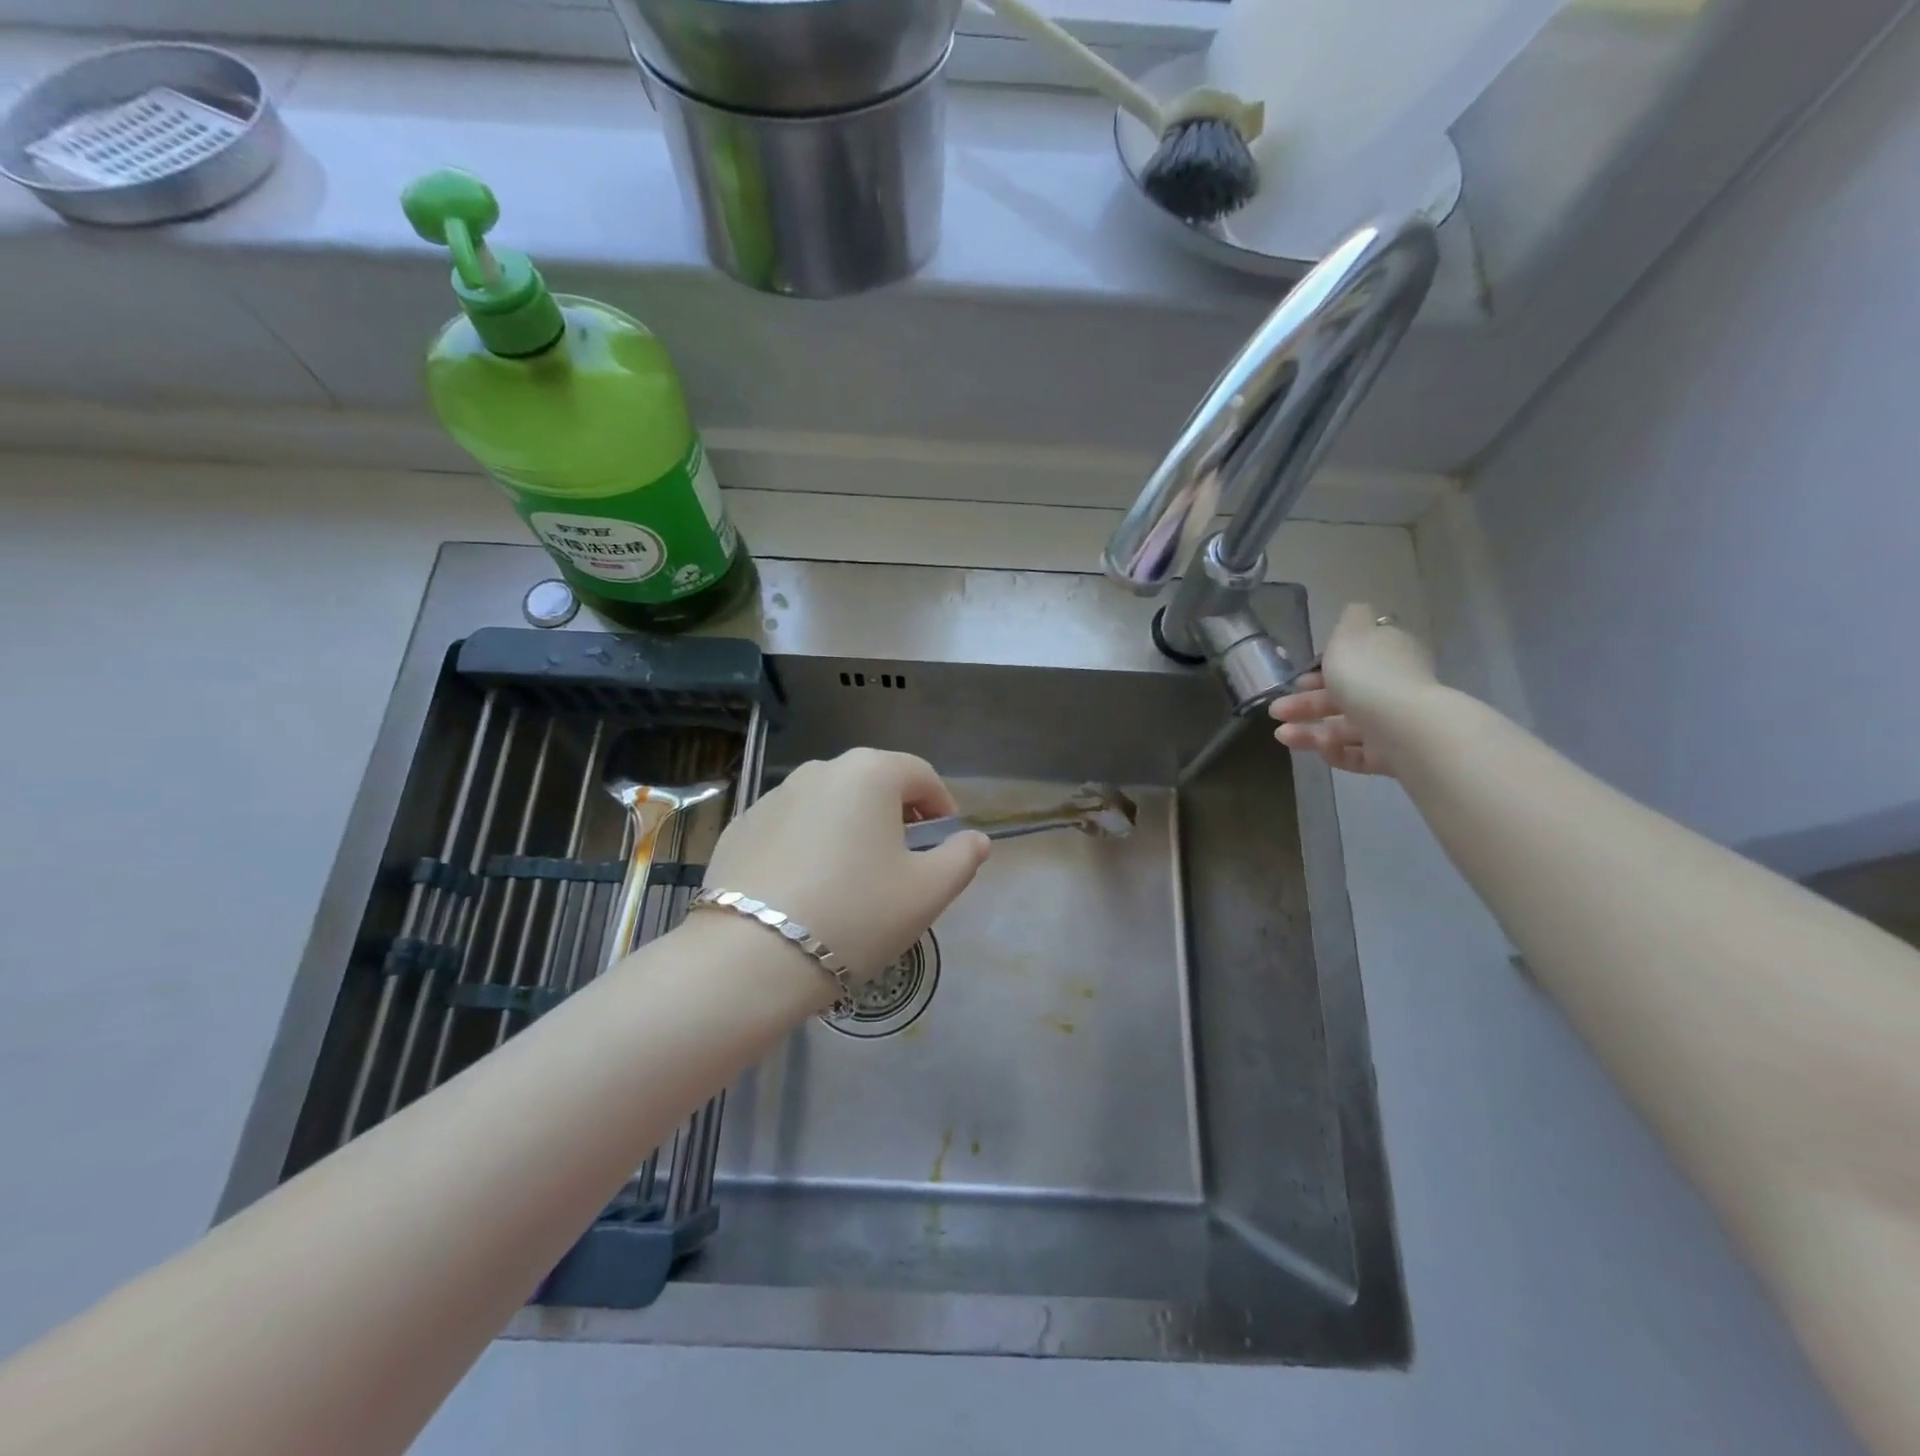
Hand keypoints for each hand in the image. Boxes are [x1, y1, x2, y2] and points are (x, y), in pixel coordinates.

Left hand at [703, 749, 991, 983]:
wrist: (751, 957)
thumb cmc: (856, 915)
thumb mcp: (927, 893)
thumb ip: (962, 858)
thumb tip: (975, 840)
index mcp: (869, 773)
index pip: (922, 776)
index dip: (943, 808)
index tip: (945, 846)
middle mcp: (819, 770)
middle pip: (873, 786)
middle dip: (896, 818)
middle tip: (903, 866)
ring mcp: (773, 796)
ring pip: (830, 805)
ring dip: (851, 831)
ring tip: (853, 881)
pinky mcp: (741, 827)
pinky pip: (792, 828)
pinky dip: (809, 846)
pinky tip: (807, 891)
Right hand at [1269, 602, 1436, 775]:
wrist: (1404, 728)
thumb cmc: (1368, 676)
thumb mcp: (1350, 634)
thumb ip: (1349, 619)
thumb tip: (1355, 610)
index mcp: (1387, 655)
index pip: (1354, 661)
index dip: (1321, 669)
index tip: (1295, 680)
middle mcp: (1392, 688)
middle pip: (1344, 696)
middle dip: (1305, 704)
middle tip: (1276, 711)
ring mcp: (1393, 724)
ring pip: (1345, 727)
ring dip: (1310, 731)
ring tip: (1282, 736)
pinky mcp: (1391, 755)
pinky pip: (1357, 753)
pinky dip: (1335, 751)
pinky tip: (1318, 748)